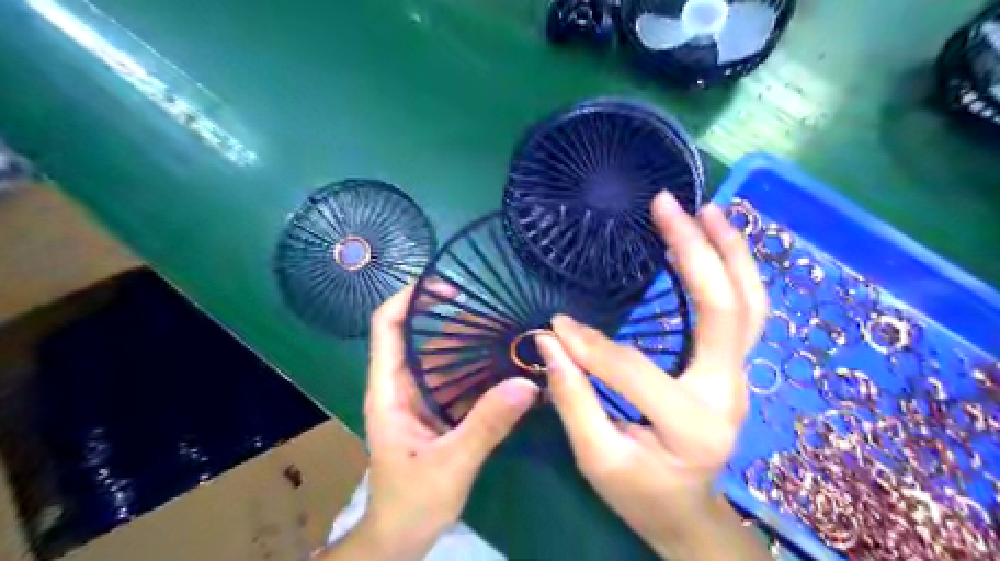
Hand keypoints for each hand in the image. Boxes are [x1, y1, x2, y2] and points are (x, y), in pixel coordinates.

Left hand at [325, 286, 538, 559]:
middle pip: (423, 336)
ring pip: (444, 358)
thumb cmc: (411, 502)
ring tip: (509, 332)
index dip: (410, 297)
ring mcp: (421, 399)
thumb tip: (526, 384)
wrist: (400, 538)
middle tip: (498, 311)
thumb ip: (487, 425)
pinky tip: (507, 366)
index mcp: (389, 390)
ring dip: (473, 345)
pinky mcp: (439, 412)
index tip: (448, 287)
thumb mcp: (451, 464)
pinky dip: (480, 370)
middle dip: (456, 320)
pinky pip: (459, 380)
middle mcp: (403, 386)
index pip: (388, 326)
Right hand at [540, 194, 767, 560]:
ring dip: (730, 252)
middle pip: (723, 310)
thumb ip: (573, 398)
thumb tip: (550, 340)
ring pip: (749, 305)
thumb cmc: (639, 493)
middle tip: (667, 205)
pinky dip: (734, 272)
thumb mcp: (596, 458)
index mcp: (690, 424)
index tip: (556, 326)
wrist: (686, 512)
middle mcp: (727, 393)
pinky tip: (715, 244)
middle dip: (695, 251)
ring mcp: (738, 378)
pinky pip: (744, 313)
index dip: (589, 346)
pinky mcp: (733, 368)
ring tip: (707, 209)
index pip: (632, 368)